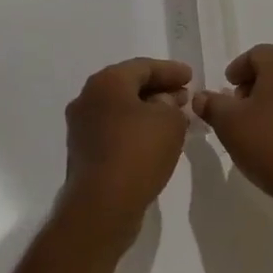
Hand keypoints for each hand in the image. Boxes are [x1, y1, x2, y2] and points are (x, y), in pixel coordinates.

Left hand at [64, 58, 192, 232]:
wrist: (102, 205)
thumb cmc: (138, 152)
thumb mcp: (170, 121)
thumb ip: (171, 104)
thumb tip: (162, 103)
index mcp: (106, 82)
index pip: (143, 67)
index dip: (170, 71)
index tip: (191, 76)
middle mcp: (88, 98)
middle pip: (128, 86)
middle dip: (158, 90)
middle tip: (183, 96)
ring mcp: (81, 126)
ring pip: (120, 109)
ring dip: (146, 110)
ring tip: (173, 118)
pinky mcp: (82, 152)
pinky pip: (113, 130)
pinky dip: (134, 128)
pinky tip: (153, 139)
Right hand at [192, 45, 272, 217]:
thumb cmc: (270, 144)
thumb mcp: (229, 124)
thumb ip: (212, 105)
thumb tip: (201, 97)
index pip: (257, 53)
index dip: (237, 68)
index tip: (226, 88)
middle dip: (253, 84)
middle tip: (237, 108)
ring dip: (271, 101)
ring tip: (254, 126)